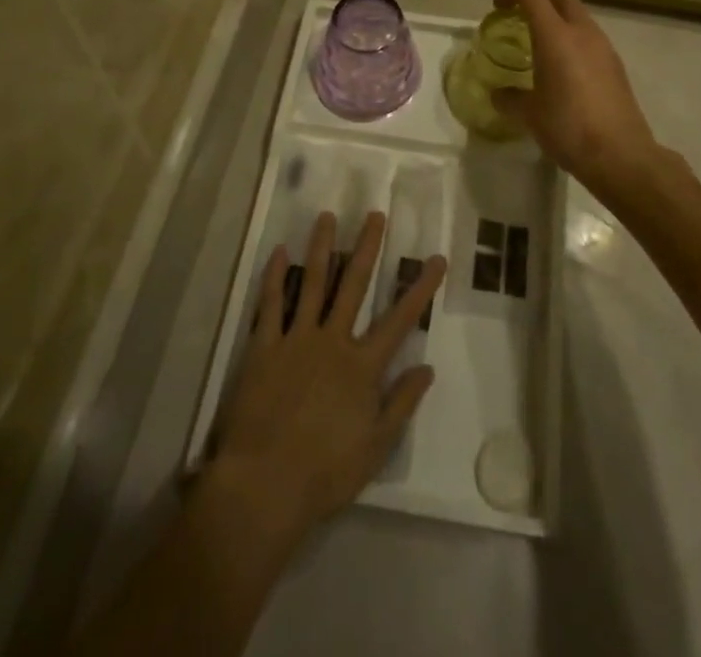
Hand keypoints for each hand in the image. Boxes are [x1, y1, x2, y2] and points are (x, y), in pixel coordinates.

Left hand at [205, 210, 446, 554]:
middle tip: (374, 215)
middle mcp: (332, 341)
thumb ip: (401, 403)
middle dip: (367, 248)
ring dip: (322, 248)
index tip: (436, 259)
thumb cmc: (325, 473)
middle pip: (354, 285)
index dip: (420, 288)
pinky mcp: (264, 347)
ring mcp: (296, 339)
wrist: (265, 485)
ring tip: (327, 217)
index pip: (399, 319)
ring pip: (313, 283)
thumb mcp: (375, 447)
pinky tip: (279, 252)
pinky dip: (274, 276)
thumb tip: (427, 367)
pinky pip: (270, 304)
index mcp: (362, 366)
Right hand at [490, 0, 678, 199]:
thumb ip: (509, 98)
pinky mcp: (617, 66)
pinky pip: (593, 41)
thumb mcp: (529, 115)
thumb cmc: (567, 127)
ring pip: (581, 19)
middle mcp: (582, 33)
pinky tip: (567, 74)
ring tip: (544, 52)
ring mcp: (605, 48)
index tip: (499, 8)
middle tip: (523, 24)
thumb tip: (498, 93)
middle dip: (541, 3)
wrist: (620, 154)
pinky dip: (576, 44)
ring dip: (561, 24)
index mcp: (555, 36)